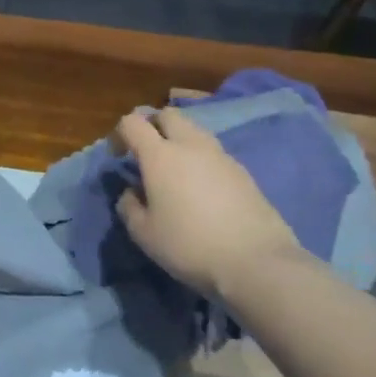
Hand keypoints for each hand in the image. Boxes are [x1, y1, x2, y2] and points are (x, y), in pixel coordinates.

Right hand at [115, 107, 306, 298]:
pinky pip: (214, 152)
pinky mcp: (243, 172)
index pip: (133, 122)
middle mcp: (190, 145)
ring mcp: (221, 156)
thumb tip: (131, 192)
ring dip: (179, 140)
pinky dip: (201, 159)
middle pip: (168, 114)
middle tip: (147, 153)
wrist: (256, 262)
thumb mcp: (144, 234)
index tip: (119, 157)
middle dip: (153, 125)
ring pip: (194, 131)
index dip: (120, 133)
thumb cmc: (190, 246)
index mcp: (160, 155)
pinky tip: (202, 189)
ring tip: (175, 171)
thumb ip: (129, 207)